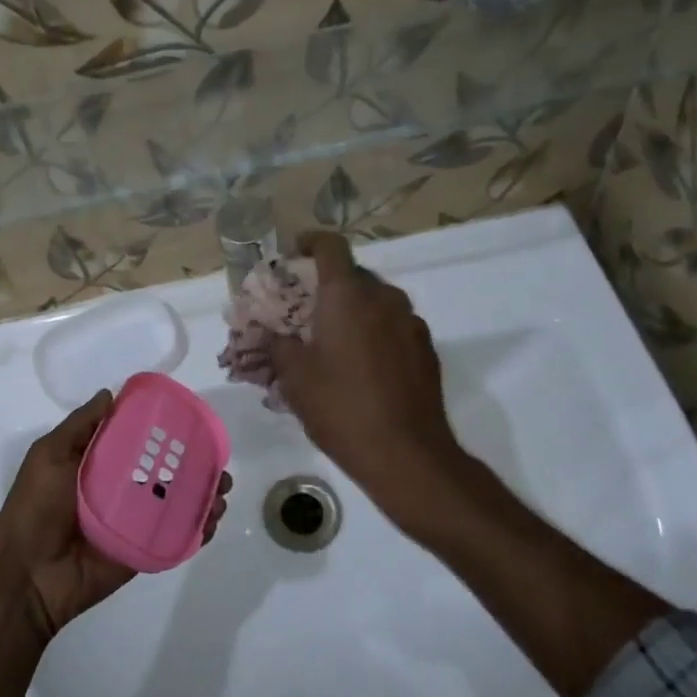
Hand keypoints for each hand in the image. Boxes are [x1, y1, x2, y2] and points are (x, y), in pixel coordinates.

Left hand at [0, 390, 228, 638]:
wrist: (29, 575)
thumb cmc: (35, 508)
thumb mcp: (49, 456)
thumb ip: (80, 426)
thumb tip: (110, 393)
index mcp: (98, 464)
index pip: (139, 441)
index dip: (165, 431)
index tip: (192, 422)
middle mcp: (120, 489)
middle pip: (166, 471)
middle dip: (196, 464)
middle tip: (219, 462)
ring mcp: (134, 522)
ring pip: (178, 503)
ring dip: (204, 495)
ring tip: (222, 492)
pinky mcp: (143, 549)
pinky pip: (176, 536)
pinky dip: (199, 528)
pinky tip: (213, 520)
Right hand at [269, 232, 463, 520]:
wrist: (407, 454)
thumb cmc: (341, 408)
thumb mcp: (295, 378)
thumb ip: (278, 344)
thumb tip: (271, 331)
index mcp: (348, 295)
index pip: (331, 246)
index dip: (310, 242)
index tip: (294, 254)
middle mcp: (384, 298)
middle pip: (353, 274)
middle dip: (328, 285)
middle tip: (305, 310)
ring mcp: (410, 322)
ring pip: (376, 301)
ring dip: (353, 309)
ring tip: (332, 340)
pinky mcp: (426, 348)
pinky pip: (393, 325)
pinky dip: (374, 331)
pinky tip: (362, 365)